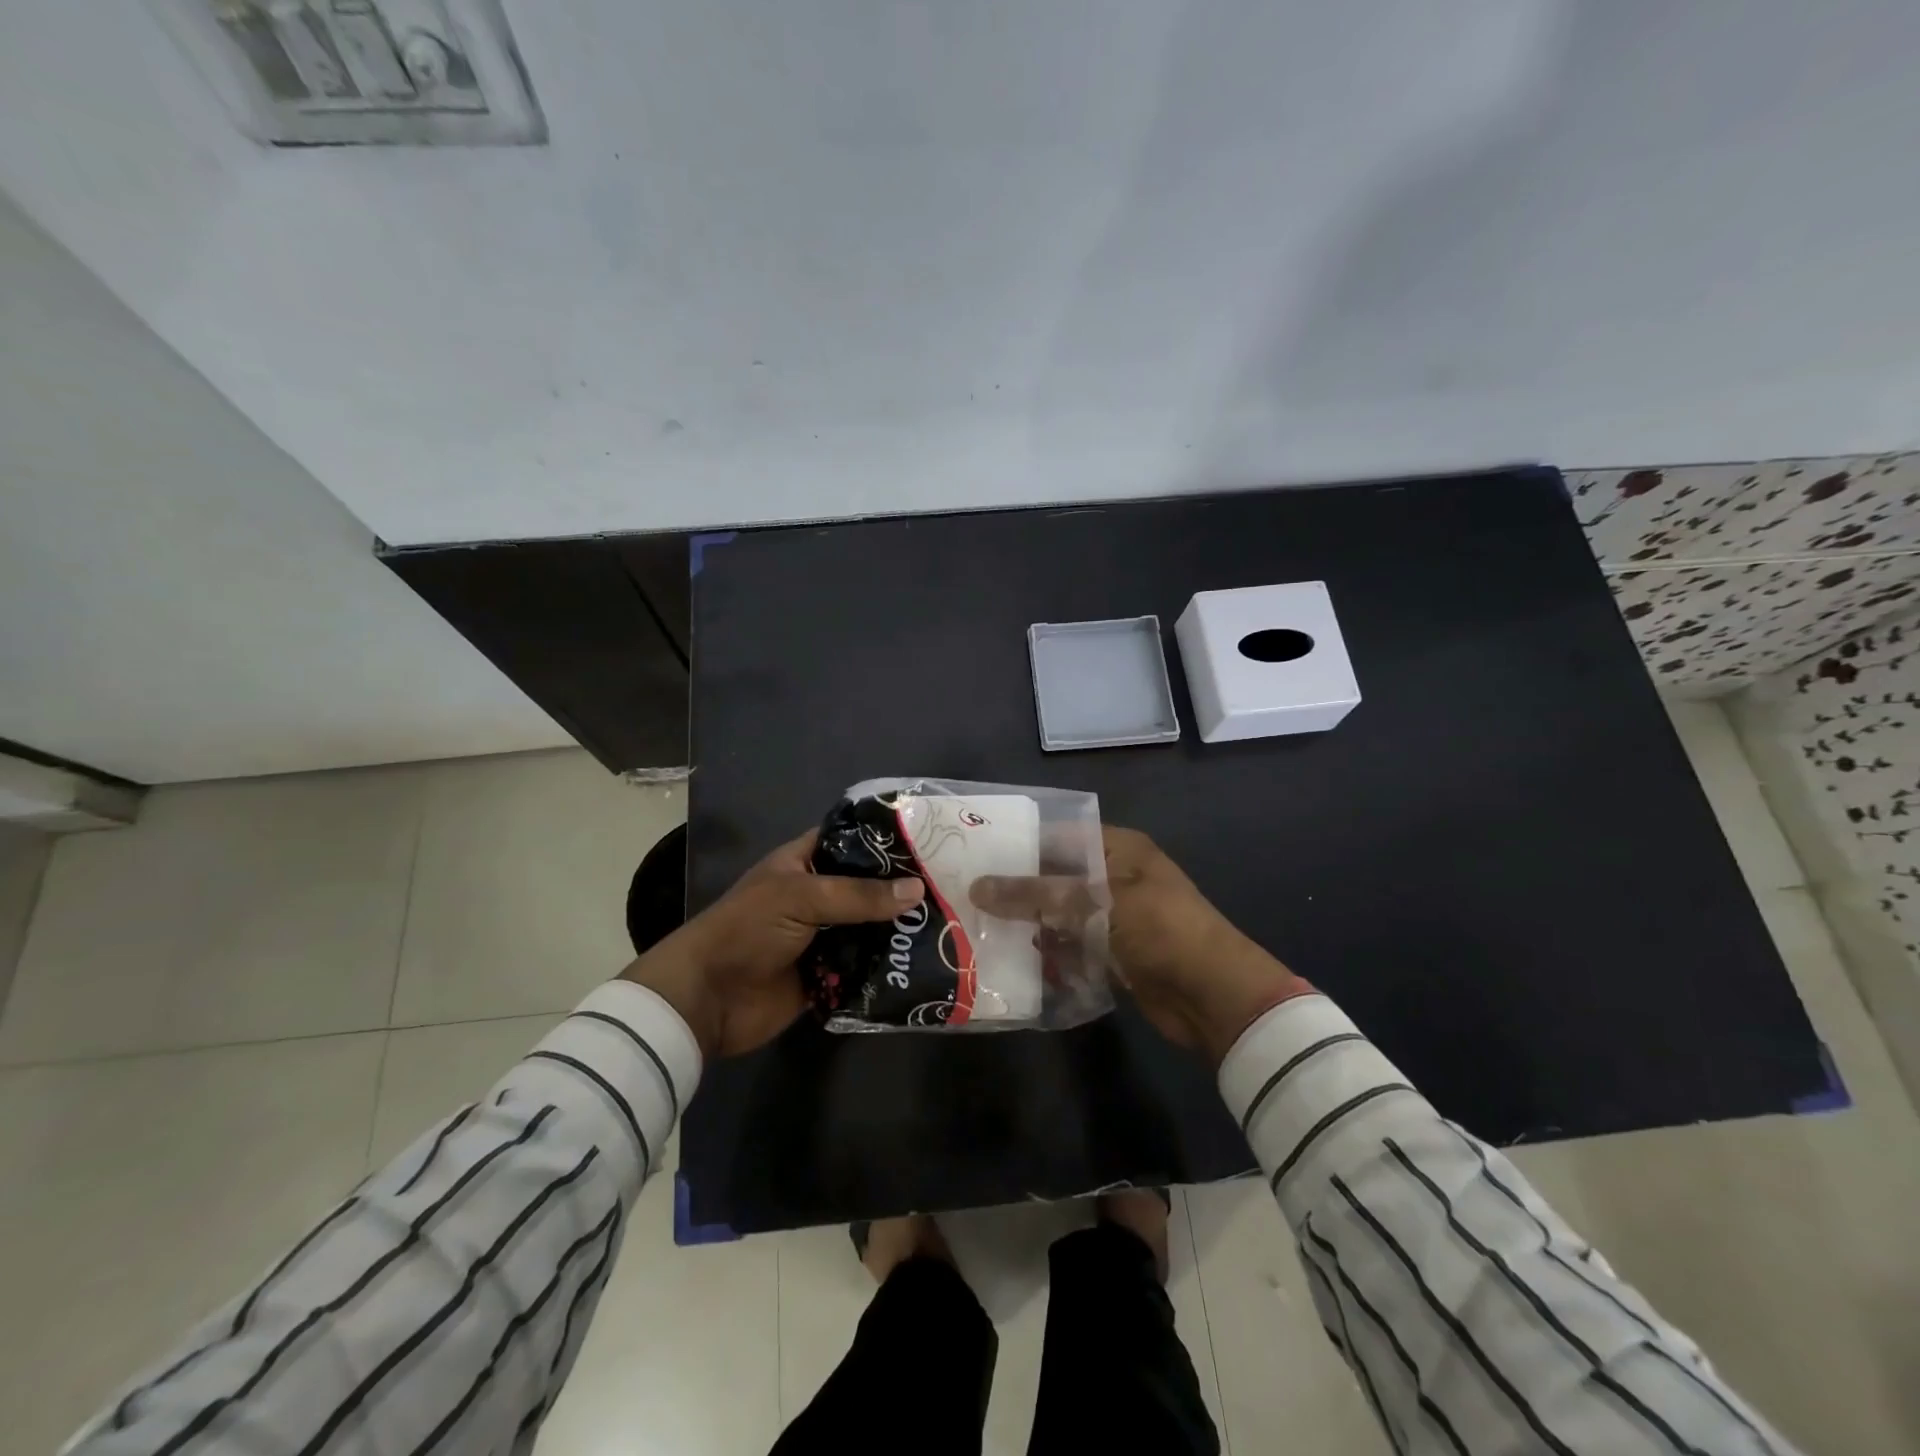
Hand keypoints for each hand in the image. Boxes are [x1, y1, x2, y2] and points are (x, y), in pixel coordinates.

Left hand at [621, 831, 923, 1059]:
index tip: (929, 840)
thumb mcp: (801, 897)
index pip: (851, 841)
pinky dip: (888, 966)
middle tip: (953, 885)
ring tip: (951, 923)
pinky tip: (926, 962)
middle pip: (868, 887)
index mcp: (805, 863)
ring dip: (900, 929)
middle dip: (903, 889)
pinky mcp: (828, 974)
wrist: (707, 999)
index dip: (885, 840)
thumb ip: (859, 895)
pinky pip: (865, 966)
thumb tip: (918, 890)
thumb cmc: (747, 930)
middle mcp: (818, 895)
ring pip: (871, 927)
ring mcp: (824, 936)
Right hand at [970, 826, 1310, 1063]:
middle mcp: (1115, 878)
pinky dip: (1050, 955)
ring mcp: (1115, 919)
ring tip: (979, 929)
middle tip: (968, 896)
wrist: (1214, 996)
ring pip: (1061, 916)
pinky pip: (1072, 948)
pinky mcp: (1114, 956)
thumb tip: (977, 887)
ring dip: (1030, 925)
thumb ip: (1036, 894)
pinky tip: (1014, 962)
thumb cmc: (1158, 929)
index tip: (976, 855)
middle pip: (1057, 878)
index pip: (1059, 836)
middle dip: (1018, 890)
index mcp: (1119, 850)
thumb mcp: (1094, 902)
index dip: (1020, 844)